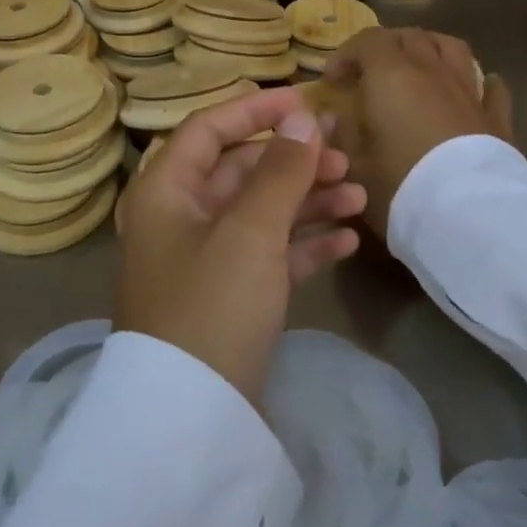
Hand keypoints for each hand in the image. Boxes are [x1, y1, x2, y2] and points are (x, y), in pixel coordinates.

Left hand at [115, 87, 365, 408]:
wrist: (190, 425)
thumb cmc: (211, 305)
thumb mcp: (249, 232)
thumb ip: (279, 171)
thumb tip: (303, 117)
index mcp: (167, 190)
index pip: (209, 128)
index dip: (256, 110)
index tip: (305, 101)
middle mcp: (181, 217)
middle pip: (241, 170)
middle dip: (293, 160)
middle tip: (346, 154)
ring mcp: (204, 259)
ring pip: (260, 212)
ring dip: (307, 201)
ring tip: (359, 196)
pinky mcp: (228, 297)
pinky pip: (268, 254)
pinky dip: (303, 244)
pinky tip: (347, 241)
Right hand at [318, 28, 513, 237]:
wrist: (468, 216)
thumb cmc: (399, 184)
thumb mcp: (354, 163)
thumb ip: (342, 133)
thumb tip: (335, 117)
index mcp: (391, 74)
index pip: (368, 40)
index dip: (347, 53)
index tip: (333, 80)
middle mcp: (431, 71)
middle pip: (409, 37)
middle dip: (386, 47)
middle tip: (371, 72)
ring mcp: (469, 91)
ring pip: (451, 48)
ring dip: (431, 48)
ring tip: (419, 64)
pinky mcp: (497, 118)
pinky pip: (492, 88)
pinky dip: (481, 82)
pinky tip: (477, 88)